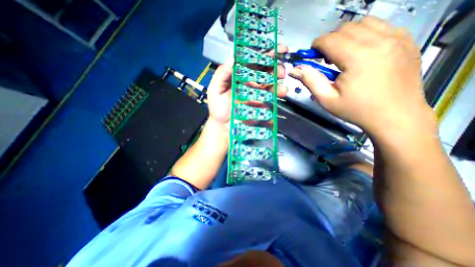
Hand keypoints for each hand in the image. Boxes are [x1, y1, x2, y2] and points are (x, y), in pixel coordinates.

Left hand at [208, 44, 288, 130]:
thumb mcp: (215, 90)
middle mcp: (250, 81)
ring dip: (278, 76)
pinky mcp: (263, 102)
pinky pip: (272, 94)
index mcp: (239, 75)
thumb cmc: (219, 108)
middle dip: (274, 64)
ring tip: (281, 77)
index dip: (262, 52)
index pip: (252, 60)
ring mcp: (258, 92)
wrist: (226, 126)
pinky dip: (279, 90)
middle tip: (280, 68)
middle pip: (264, 68)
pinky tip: (282, 91)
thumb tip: (233, 56)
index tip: (274, 47)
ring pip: (271, 80)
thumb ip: (222, 74)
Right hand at [288, 16, 434, 139]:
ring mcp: (397, 38)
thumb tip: (295, 69)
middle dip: (330, 40)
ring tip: (344, 54)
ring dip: (348, 35)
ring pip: (364, 22)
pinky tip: (362, 52)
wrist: (396, 116)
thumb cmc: (356, 110)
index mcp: (357, 57)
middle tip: (327, 59)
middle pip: (346, 28)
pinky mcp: (407, 41)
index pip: (330, 39)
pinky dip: (366, 34)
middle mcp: (379, 41)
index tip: (312, 56)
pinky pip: (382, 26)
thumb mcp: (327, 99)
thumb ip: (310, 81)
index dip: (316, 45)